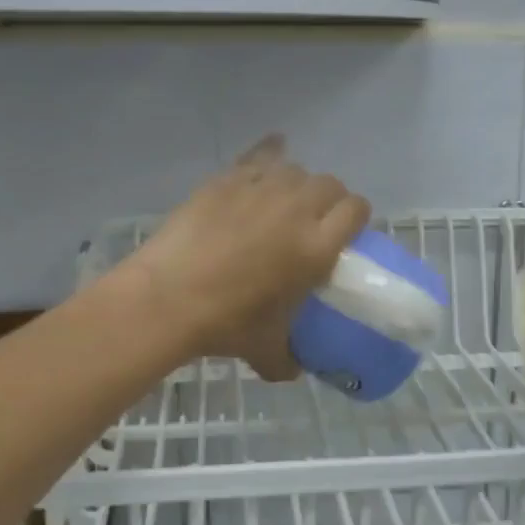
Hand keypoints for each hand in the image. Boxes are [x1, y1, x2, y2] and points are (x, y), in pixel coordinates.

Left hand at [121, 136, 369, 376]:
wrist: (167, 298)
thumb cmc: (225, 324)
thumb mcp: (267, 351)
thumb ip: (289, 358)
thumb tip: (292, 369)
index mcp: (316, 247)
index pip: (356, 210)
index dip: (355, 216)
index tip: (346, 230)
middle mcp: (296, 209)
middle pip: (330, 184)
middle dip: (329, 199)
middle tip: (313, 221)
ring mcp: (260, 190)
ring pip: (295, 169)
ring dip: (297, 183)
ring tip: (282, 201)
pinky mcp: (227, 180)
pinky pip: (258, 156)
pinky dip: (267, 155)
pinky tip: (267, 157)